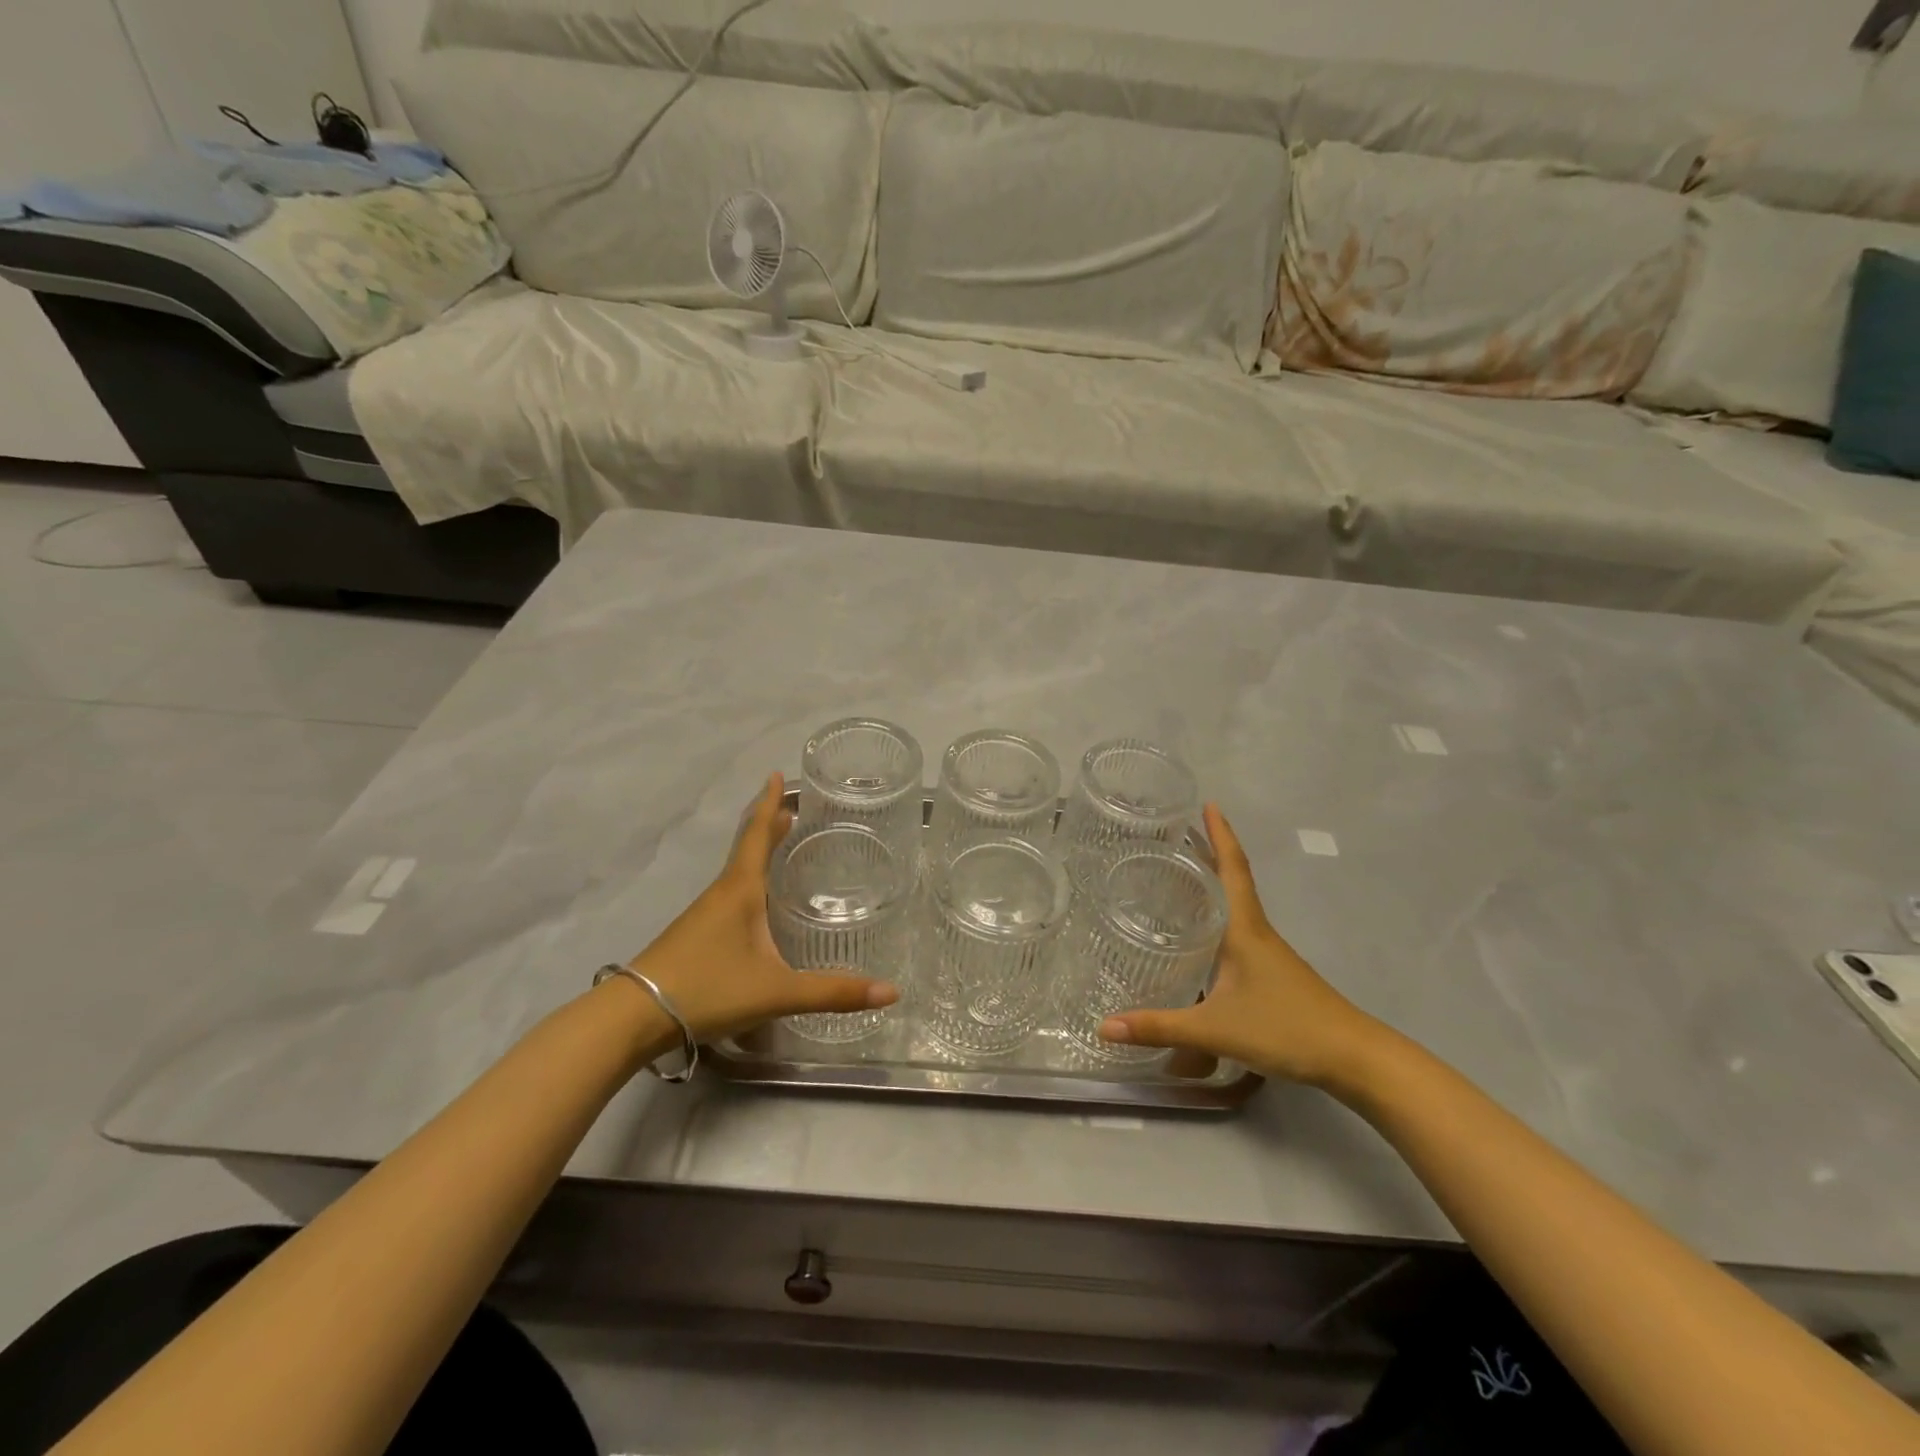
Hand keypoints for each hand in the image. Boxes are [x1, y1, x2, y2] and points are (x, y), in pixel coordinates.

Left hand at [625, 772, 898, 1042]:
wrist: (632, 1017)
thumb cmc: (707, 989)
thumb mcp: (776, 991)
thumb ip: (832, 992)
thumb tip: (892, 991)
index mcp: (740, 890)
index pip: (757, 835)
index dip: (769, 804)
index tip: (776, 774)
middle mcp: (722, 893)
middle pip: (747, 848)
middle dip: (769, 825)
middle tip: (792, 807)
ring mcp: (704, 914)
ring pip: (737, 872)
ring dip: (757, 852)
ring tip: (780, 844)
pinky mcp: (695, 935)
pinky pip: (729, 894)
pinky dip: (748, 881)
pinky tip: (756, 903)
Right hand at [1098, 804, 1384, 1088]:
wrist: (1354, 1059)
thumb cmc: (1286, 1028)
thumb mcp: (1215, 1029)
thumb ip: (1159, 1027)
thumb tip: (1104, 1026)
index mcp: (1245, 929)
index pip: (1232, 869)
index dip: (1221, 835)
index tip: (1209, 803)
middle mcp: (1256, 932)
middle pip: (1231, 880)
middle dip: (1207, 853)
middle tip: (1174, 834)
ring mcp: (1268, 953)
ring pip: (1235, 906)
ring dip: (1212, 884)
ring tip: (1179, 875)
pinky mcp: (1272, 973)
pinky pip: (1238, 931)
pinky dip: (1218, 917)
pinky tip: (1201, 935)